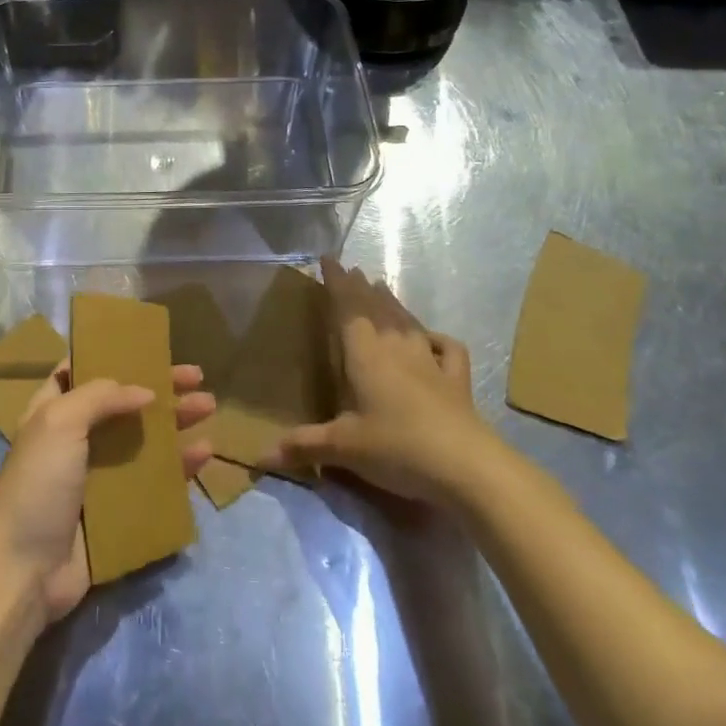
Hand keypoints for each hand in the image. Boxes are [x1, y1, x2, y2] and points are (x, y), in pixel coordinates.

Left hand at [0, 361, 214, 624]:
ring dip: (176, 423)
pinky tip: (204, 453)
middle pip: (125, 405)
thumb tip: (145, 392)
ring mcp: (99, 478)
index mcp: (54, 412)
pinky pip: (155, 483)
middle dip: (160, 389)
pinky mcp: (119, 513)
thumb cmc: (37, 484)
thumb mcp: (59, 422)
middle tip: (197, 377)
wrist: (23, 570)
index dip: (112, 357)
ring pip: (145, 441)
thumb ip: (100, 396)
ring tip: (210, 407)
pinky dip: (179, 467)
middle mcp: (77, 440)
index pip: (82, 373)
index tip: (147, 347)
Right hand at [264, 257, 489, 502]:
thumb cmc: (395, 447)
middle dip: (361, 288)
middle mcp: (395, 347)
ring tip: (381, 288)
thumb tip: (260, 457)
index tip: (328, 259)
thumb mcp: (343, 448)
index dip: (336, 282)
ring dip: (392, 303)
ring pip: (407, 321)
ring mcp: (429, 361)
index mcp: (364, 353)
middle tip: (352, 271)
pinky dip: (437, 337)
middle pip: (376, 308)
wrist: (465, 466)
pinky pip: (447, 348)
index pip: (347, 307)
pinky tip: (432, 338)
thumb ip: (304, 446)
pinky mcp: (456, 380)